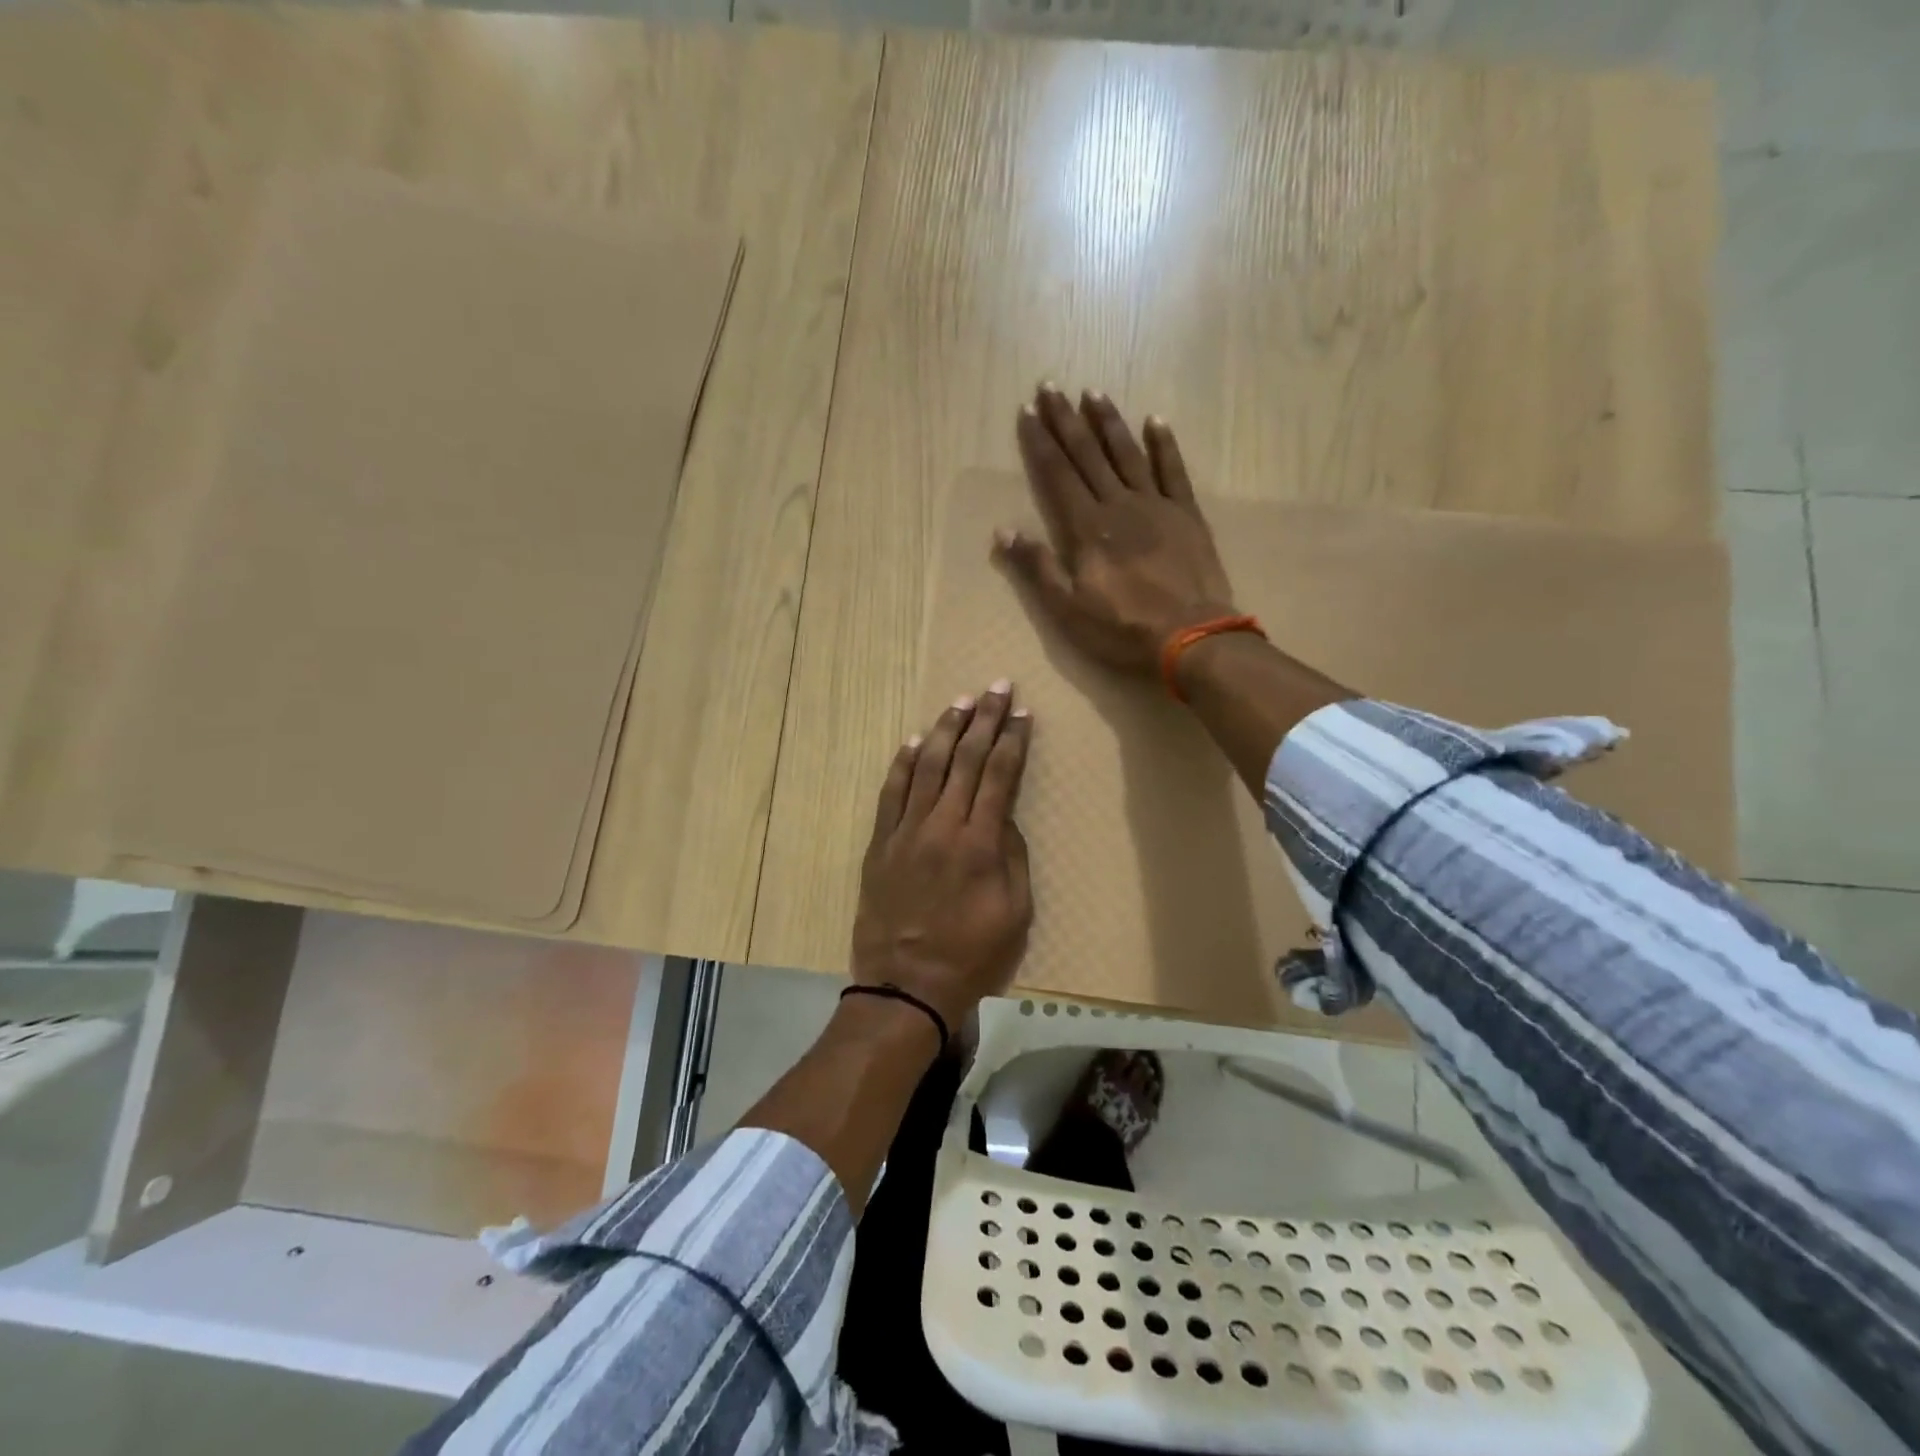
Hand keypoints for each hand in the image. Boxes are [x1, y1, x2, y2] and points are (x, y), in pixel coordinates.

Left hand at [851, 682, 1033, 1029]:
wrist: (905, 984)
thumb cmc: (970, 955)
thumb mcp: (1015, 913)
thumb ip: (1012, 857)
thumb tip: (1004, 818)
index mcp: (980, 843)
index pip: (999, 775)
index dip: (1011, 740)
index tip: (1021, 712)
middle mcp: (942, 825)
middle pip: (964, 759)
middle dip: (983, 719)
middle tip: (996, 687)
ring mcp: (905, 831)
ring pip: (926, 767)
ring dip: (944, 730)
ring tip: (959, 702)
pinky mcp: (879, 844)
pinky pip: (891, 793)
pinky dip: (903, 764)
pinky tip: (915, 742)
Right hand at [997, 384, 1237, 677]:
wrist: (1191, 637)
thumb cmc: (1122, 628)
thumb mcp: (1067, 609)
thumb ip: (1037, 567)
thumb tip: (1004, 530)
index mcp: (1087, 528)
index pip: (1057, 474)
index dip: (1040, 442)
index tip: (1027, 410)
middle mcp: (1119, 505)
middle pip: (1087, 455)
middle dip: (1065, 420)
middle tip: (1050, 386)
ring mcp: (1156, 506)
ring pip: (1127, 454)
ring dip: (1108, 422)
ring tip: (1092, 393)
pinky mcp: (1186, 515)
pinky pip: (1173, 470)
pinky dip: (1164, 444)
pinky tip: (1155, 420)